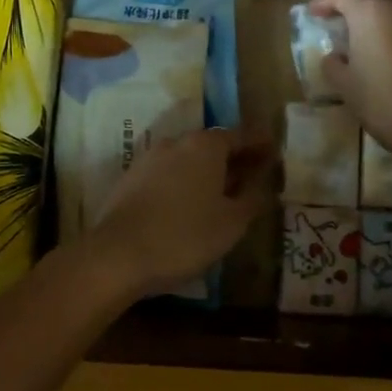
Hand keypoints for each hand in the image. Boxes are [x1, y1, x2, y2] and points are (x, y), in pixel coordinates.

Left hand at [84, 128, 273, 299]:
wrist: (118, 254)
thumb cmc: (185, 236)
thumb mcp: (231, 223)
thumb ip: (252, 199)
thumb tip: (263, 185)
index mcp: (205, 146)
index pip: (240, 135)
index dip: (259, 144)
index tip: (273, 150)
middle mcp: (176, 142)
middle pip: (211, 144)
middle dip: (233, 157)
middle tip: (251, 173)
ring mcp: (149, 158)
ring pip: (187, 158)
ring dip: (206, 170)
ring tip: (222, 191)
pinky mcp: (130, 178)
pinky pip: (167, 173)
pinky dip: (183, 181)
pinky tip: (189, 202)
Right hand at [308, 0, 391, 152]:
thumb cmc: (381, 101)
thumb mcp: (344, 85)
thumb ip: (333, 64)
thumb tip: (334, 56)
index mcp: (372, 12)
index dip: (325, 1)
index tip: (314, 14)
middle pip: (374, 4)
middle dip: (359, 18)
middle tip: (347, 36)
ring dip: (388, 30)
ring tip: (380, 53)